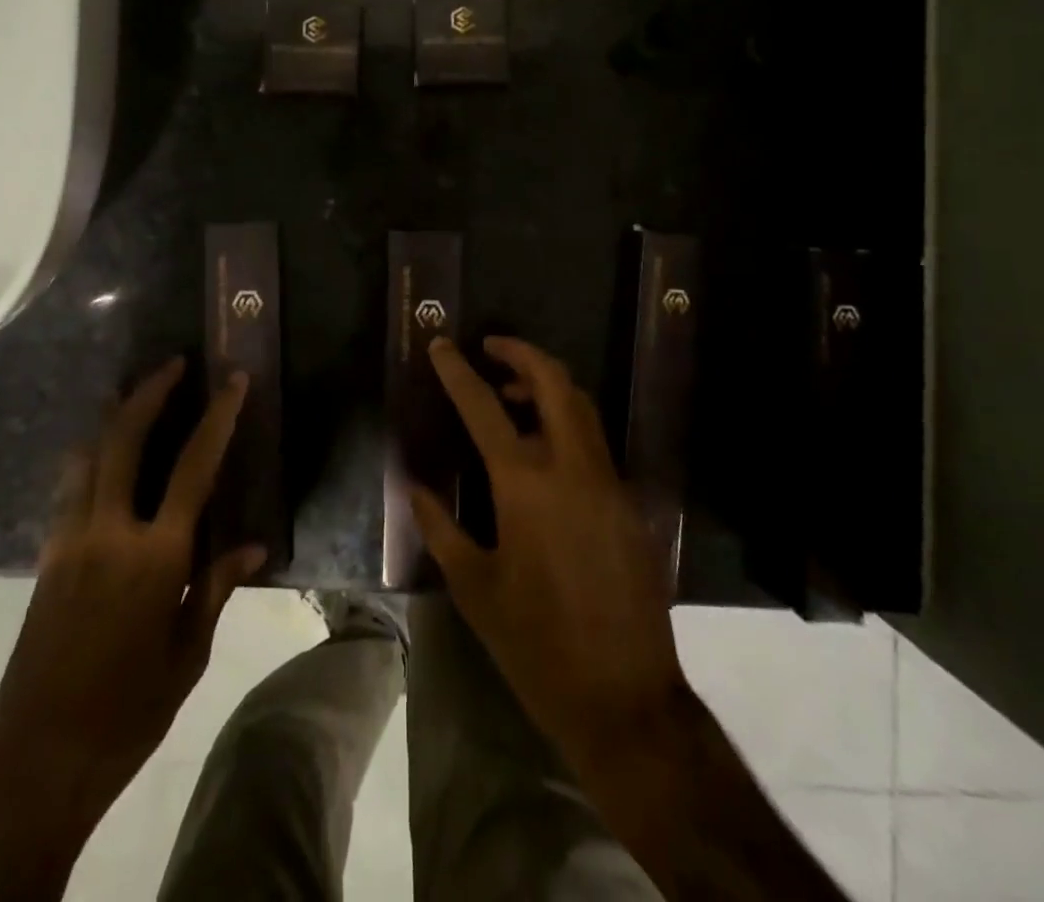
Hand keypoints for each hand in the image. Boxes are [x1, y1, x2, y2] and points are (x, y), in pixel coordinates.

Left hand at [0, 359, 263, 898]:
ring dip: (113, 416)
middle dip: (150, 392)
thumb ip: (217, 587)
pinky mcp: (46, 557)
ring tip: (133, 392)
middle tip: (174, 364)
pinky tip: (101, 456)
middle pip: (125, 438)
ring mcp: (69, 540)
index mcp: (155, 556)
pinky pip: (69, 487)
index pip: (195, 467)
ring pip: (87, 455)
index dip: (218, 417)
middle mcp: (108, 532)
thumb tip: (254, 545)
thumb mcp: (188, 653)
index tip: (234, 380)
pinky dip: (89, 456)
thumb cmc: (129, 712)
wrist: (37, 762)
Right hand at [411, 336, 687, 767]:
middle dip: (521, 353)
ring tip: (511, 394)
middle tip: (490, 348)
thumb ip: (441, 528)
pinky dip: (567, 422)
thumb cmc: (535, 643)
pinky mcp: (628, 504)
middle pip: (553, 382)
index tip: (441, 344)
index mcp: (525, 485)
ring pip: (582, 406)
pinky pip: (595, 442)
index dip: (458, 370)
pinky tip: (544, 449)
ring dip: (547, 385)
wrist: (624, 698)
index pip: (484, 406)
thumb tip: (415, 488)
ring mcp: (608, 482)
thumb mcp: (474, 587)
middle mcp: (572, 468)